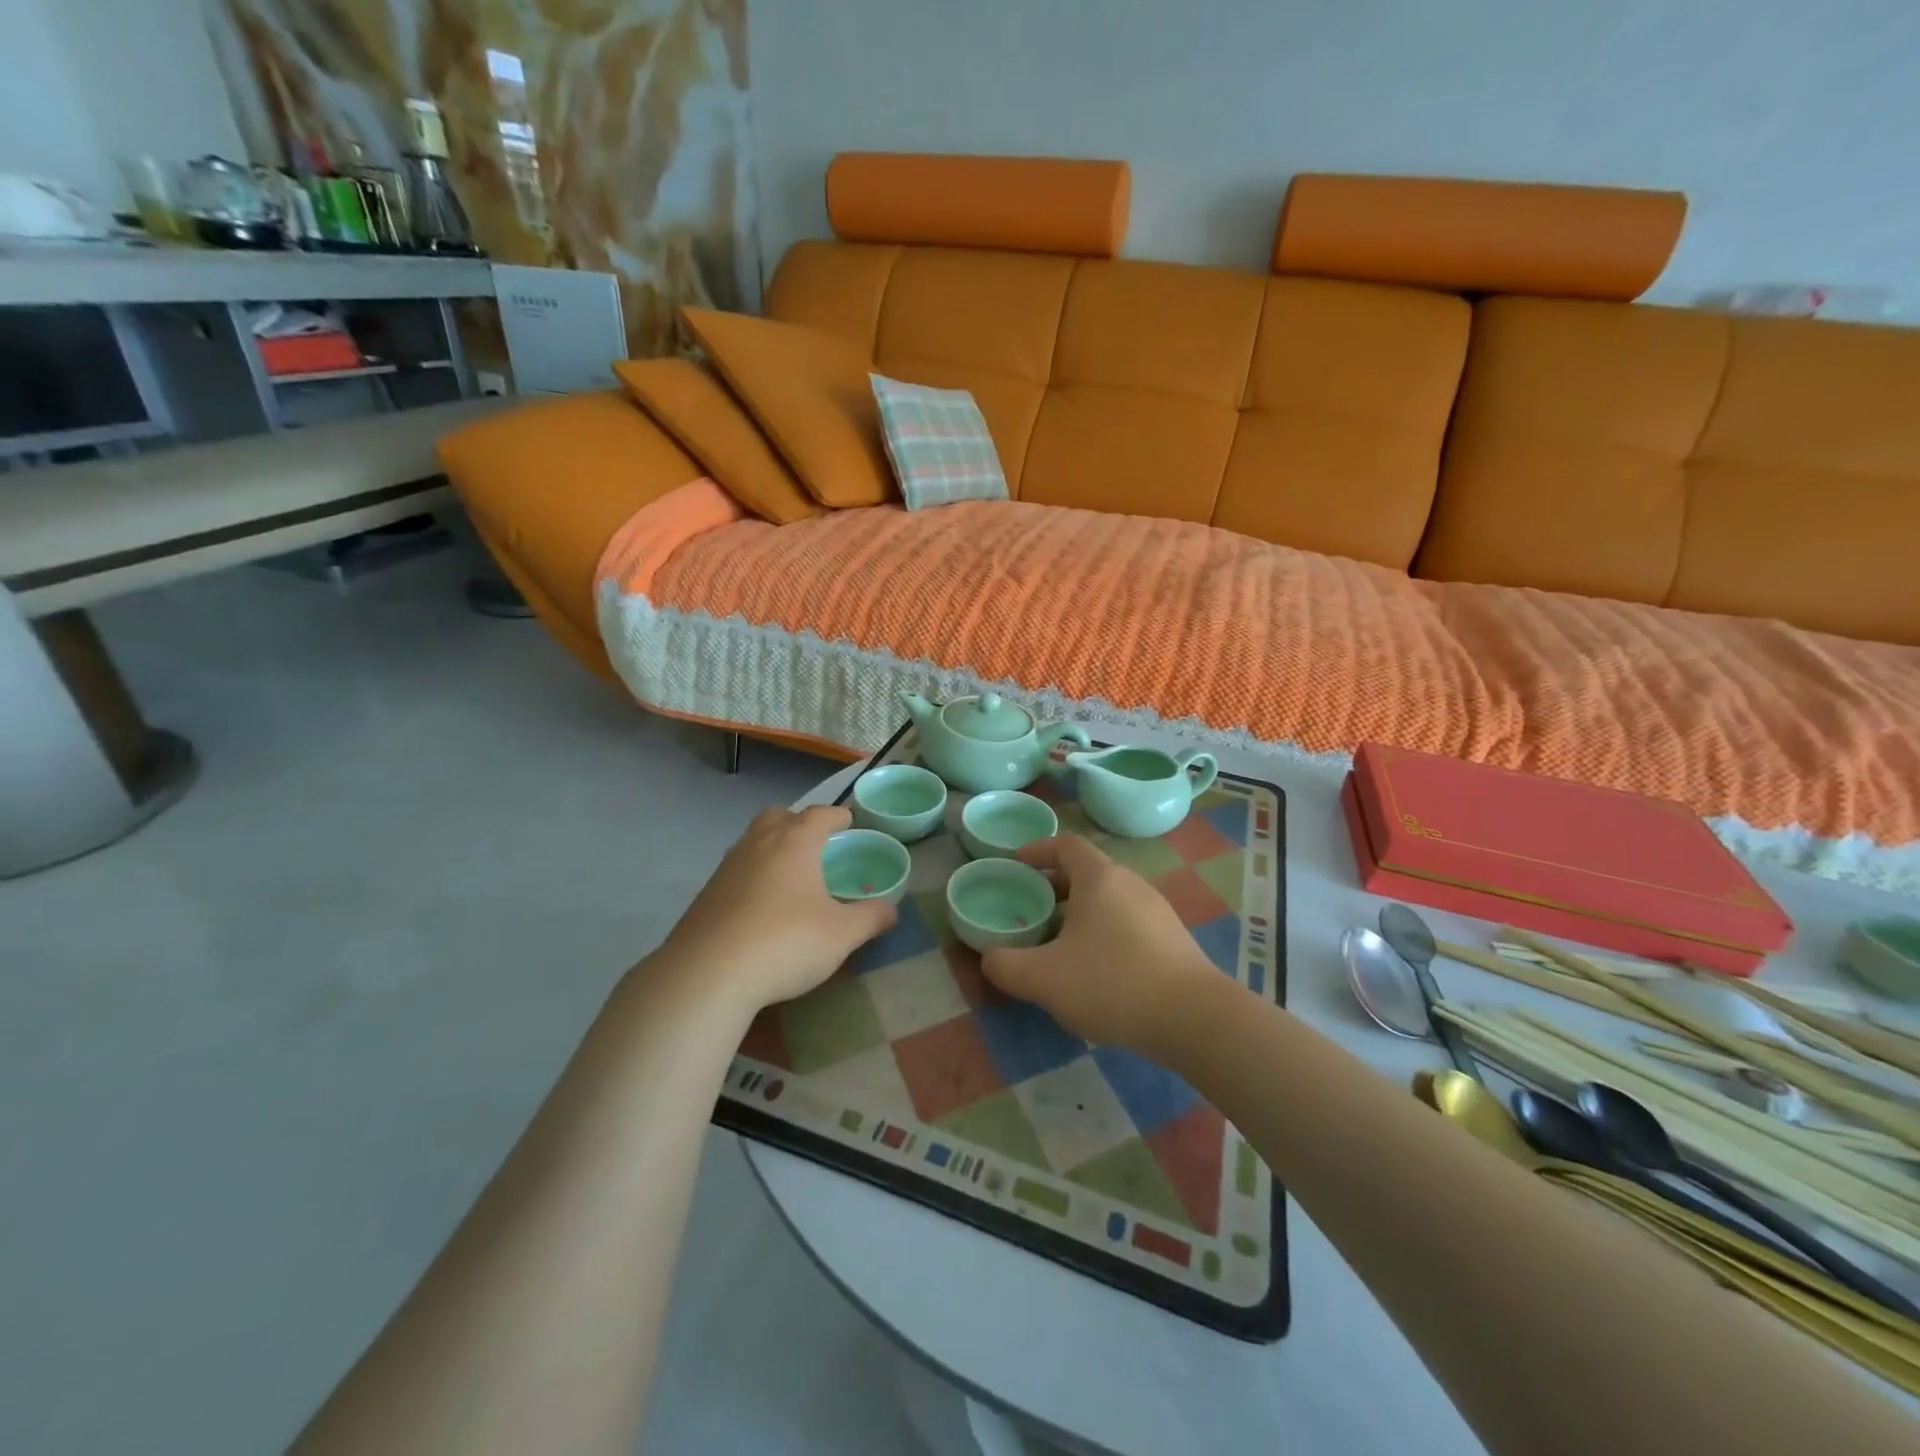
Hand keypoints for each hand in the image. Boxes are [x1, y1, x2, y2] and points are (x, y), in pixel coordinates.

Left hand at [658, 805, 896, 1012]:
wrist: (707, 974)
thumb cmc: (786, 942)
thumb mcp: (842, 935)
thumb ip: (871, 918)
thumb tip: (891, 910)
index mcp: (795, 842)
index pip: (820, 814)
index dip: (837, 816)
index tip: (848, 822)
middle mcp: (759, 843)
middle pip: (779, 817)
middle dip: (799, 823)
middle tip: (815, 844)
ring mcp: (727, 867)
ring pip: (753, 841)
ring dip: (772, 848)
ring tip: (790, 876)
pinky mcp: (705, 894)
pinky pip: (736, 871)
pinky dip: (752, 876)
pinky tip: (760, 907)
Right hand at [981, 834, 1217, 1051]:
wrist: (1193, 1018)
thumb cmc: (1112, 983)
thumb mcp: (1044, 978)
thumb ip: (1006, 966)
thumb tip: (989, 959)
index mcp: (1100, 878)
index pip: (1066, 844)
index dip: (1038, 849)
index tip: (1016, 863)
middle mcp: (1130, 883)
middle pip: (1087, 871)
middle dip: (1054, 885)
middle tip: (1030, 908)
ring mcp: (1156, 910)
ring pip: (1108, 898)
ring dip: (1079, 911)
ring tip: (1057, 942)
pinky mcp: (1172, 938)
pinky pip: (1127, 921)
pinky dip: (1103, 931)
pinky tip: (1095, 969)